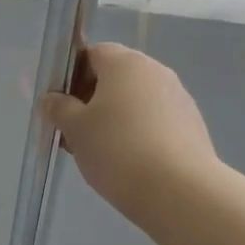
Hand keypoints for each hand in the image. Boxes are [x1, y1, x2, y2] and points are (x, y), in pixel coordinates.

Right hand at [43, 43, 219, 225]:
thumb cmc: (118, 151)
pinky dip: (139, 133)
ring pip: (136, 101)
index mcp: (125, 63)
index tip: (62, 106)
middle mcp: (156, 71)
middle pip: (116, 77)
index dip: (73, 76)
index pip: (93, 53)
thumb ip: (59, 109)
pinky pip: (155, 121)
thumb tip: (52, 98)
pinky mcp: (192, 125)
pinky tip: (130, 163)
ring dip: (115, 119)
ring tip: (101, 154)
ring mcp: (178, 98)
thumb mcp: (75, 130)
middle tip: (76, 133)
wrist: (179, 191)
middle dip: (92, 100)